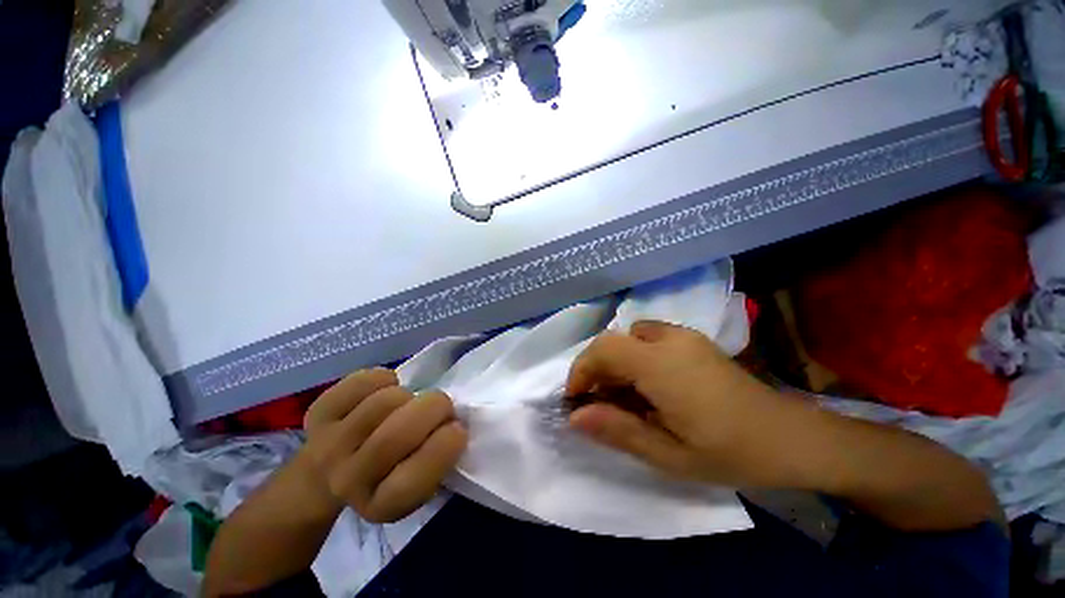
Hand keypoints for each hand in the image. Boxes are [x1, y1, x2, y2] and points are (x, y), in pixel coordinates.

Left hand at [303, 369, 467, 522]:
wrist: (327, 473)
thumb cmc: (390, 472)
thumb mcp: (420, 481)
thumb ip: (439, 458)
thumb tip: (453, 421)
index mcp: (381, 505)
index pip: (415, 480)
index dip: (445, 446)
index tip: (456, 428)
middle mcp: (347, 482)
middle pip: (396, 435)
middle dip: (434, 408)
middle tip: (440, 406)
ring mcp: (327, 445)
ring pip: (385, 401)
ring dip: (408, 395)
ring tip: (406, 404)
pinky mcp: (319, 413)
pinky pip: (363, 381)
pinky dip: (383, 378)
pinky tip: (382, 391)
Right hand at [566, 320, 802, 487]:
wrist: (790, 437)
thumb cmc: (731, 452)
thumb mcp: (669, 455)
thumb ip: (618, 431)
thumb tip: (575, 417)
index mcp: (662, 366)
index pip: (604, 350)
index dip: (581, 370)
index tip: (575, 399)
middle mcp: (669, 339)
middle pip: (612, 340)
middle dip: (594, 368)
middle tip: (595, 402)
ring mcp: (682, 335)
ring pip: (627, 337)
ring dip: (613, 362)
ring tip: (620, 395)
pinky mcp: (691, 338)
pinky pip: (646, 337)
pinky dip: (632, 355)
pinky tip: (646, 383)